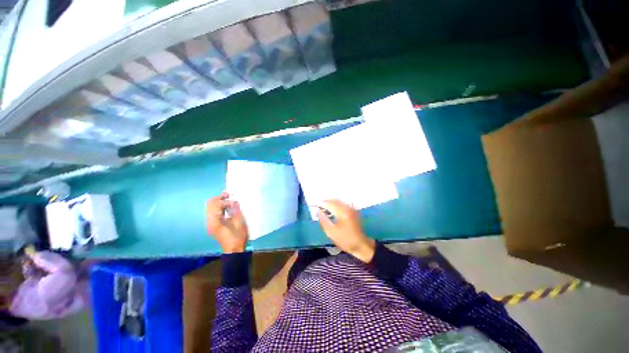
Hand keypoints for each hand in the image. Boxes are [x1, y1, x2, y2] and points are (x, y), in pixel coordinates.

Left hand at [206, 192, 248, 252]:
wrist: (234, 249)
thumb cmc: (238, 237)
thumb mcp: (239, 223)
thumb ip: (236, 210)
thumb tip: (234, 201)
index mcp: (215, 221)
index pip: (216, 204)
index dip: (225, 201)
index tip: (234, 202)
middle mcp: (209, 221)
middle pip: (210, 204)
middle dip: (219, 198)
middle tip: (229, 195)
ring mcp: (210, 223)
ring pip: (210, 207)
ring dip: (219, 202)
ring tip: (229, 200)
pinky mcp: (213, 224)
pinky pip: (213, 211)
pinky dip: (219, 207)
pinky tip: (227, 207)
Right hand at [318, 200, 375, 262]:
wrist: (361, 245)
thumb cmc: (345, 240)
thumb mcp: (331, 232)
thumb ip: (323, 220)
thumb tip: (318, 211)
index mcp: (342, 212)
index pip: (329, 203)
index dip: (320, 203)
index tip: (314, 206)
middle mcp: (347, 207)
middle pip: (334, 200)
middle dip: (325, 202)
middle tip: (318, 207)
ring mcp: (351, 208)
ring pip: (338, 201)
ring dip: (330, 203)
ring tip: (324, 209)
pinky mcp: (353, 210)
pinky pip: (342, 203)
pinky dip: (336, 204)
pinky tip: (332, 210)